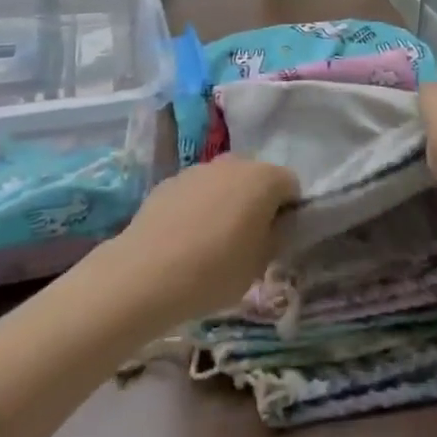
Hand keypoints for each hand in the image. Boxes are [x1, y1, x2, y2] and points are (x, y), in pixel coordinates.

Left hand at [102, 157, 299, 328]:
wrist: (145, 273)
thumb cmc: (214, 271)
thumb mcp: (259, 264)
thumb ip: (275, 237)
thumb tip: (275, 225)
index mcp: (264, 178)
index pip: (291, 185)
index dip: (288, 211)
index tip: (276, 239)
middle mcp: (234, 162)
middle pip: (256, 178)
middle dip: (257, 203)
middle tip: (247, 241)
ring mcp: (199, 169)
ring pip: (224, 182)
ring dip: (226, 203)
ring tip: (212, 243)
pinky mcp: (170, 181)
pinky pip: (196, 192)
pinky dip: (198, 208)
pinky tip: (184, 240)